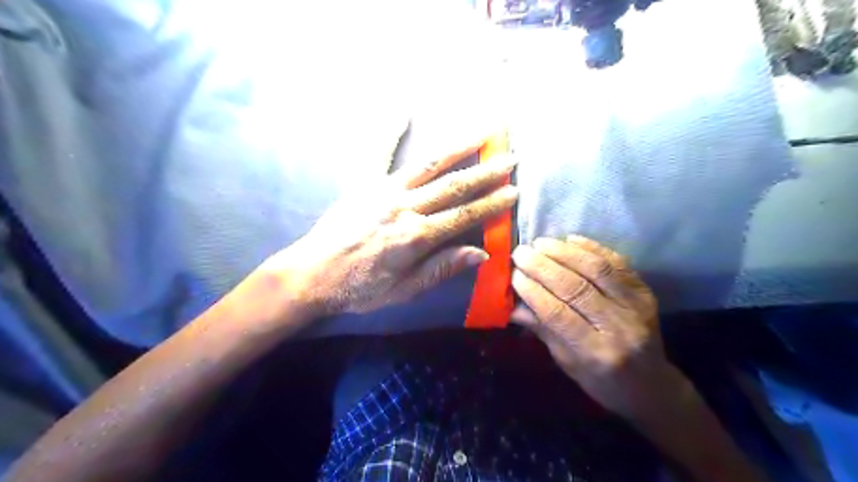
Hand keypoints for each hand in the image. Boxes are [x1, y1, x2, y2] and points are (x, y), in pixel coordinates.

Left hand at [267, 133, 515, 317]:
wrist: (312, 274)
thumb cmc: (359, 288)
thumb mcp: (404, 291)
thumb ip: (442, 268)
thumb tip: (481, 253)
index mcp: (416, 237)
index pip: (464, 216)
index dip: (492, 204)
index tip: (514, 192)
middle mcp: (404, 207)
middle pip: (453, 186)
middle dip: (486, 172)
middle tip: (510, 159)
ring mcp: (383, 190)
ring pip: (428, 165)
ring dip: (458, 148)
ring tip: (481, 132)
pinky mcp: (363, 183)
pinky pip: (378, 152)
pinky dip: (389, 130)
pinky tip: (402, 111)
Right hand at [508, 237, 668, 417]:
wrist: (653, 387)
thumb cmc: (602, 382)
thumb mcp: (567, 363)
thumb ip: (542, 330)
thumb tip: (512, 305)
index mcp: (596, 353)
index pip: (558, 314)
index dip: (533, 291)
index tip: (513, 274)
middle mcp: (619, 327)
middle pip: (576, 288)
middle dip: (543, 266)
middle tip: (521, 253)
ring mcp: (637, 306)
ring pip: (597, 269)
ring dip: (564, 252)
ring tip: (540, 243)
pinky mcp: (645, 291)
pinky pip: (617, 262)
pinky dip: (592, 247)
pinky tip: (569, 239)